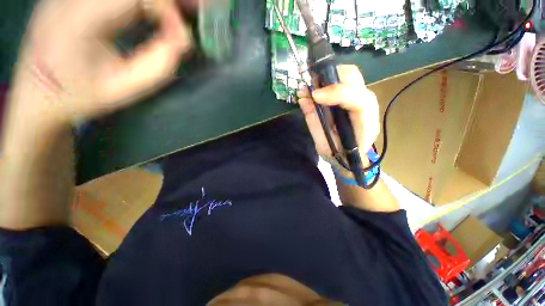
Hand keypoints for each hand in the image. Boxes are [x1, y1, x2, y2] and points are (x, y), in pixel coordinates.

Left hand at [9, 0, 191, 126]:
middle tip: (196, 6)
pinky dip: (146, 1)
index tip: (181, 38)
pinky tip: (157, 11)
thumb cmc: (81, 95)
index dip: (166, 10)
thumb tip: (183, 38)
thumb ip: (160, 63)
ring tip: (183, 9)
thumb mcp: (126, 88)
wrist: (38, 93)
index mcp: (79, 21)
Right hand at [297, 65, 379, 164]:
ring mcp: (363, 100)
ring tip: (310, 86)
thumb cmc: (338, 155)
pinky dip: (328, 82)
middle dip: (330, 77)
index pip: (358, 100)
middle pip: (355, 79)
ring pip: (350, 75)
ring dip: (328, 77)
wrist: (352, 159)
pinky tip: (315, 89)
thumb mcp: (323, 144)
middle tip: (310, 85)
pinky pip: (344, 82)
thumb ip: (314, 121)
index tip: (314, 95)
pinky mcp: (356, 98)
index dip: (336, 93)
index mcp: (364, 126)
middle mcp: (368, 108)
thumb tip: (303, 99)